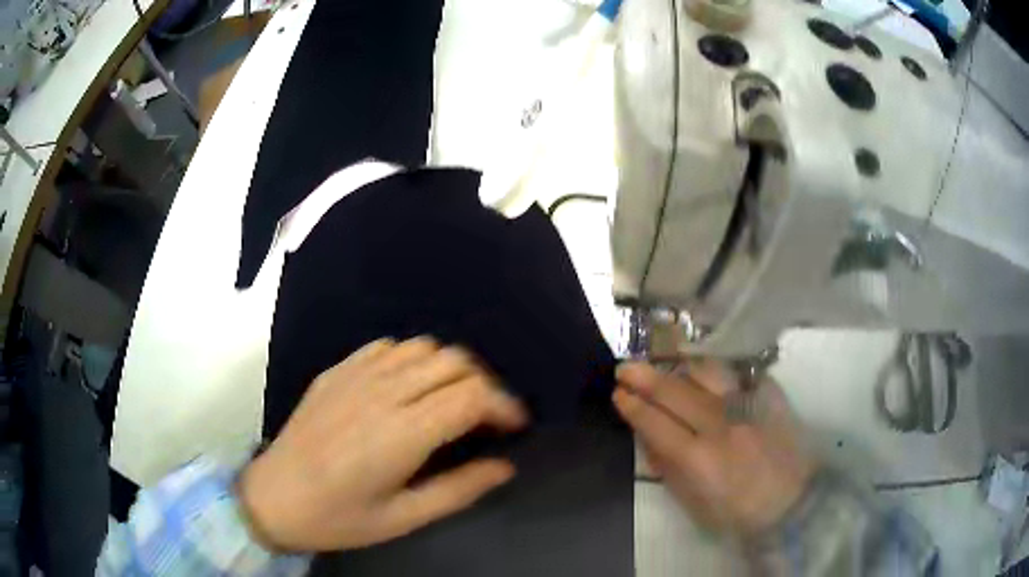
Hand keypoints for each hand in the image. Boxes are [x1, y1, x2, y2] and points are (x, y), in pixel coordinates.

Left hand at [239, 337, 527, 551]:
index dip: (504, 405)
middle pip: (454, 362)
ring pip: (423, 347)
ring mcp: (355, 375)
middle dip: (484, 384)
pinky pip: (386, 347)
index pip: (472, 396)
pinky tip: (407, 387)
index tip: (516, 425)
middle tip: (488, 417)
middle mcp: (382, 392)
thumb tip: (504, 466)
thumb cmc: (339, 518)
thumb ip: (459, 490)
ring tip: (452, 399)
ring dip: (449, 368)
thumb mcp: (403, 518)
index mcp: (402, 433)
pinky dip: (411, 359)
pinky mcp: (336, 371)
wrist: (273, 498)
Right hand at [613, 360, 814, 534]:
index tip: (618, 394)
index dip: (632, 406)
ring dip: (679, 366)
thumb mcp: (693, 503)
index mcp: (697, 458)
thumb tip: (647, 437)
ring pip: (705, 371)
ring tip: (664, 363)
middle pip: (674, 391)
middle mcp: (720, 425)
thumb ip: (668, 469)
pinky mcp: (768, 395)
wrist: (793, 501)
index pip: (655, 422)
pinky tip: (705, 372)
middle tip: (625, 368)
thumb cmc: (737, 513)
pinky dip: (714, 371)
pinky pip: (735, 372)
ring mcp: (747, 405)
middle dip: (643, 377)